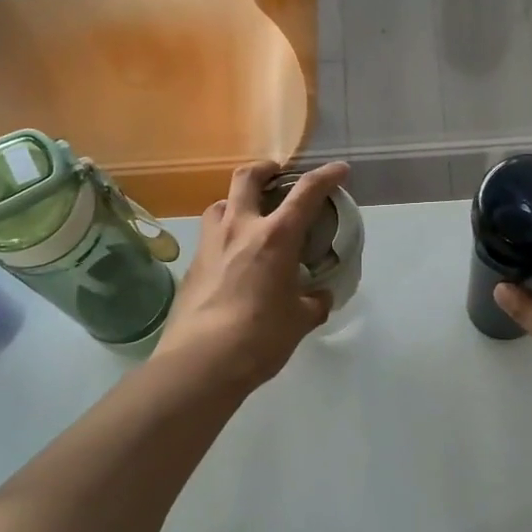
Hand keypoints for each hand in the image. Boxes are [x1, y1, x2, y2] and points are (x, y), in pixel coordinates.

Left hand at [156, 161, 350, 392]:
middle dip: (265, 169)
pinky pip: (209, 236)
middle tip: (276, 175)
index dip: (326, 176)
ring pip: (220, 203)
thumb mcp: (300, 320)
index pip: (306, 192)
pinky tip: (232, 259)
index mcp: (275, 237)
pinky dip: (224, 235)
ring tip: (249, 216)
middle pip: (247, 178)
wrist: (201, 362)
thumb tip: (318, 297)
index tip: (340, 170)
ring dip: (237, 201)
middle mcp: (239, 229)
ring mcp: (210, 244)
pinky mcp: (191, 265)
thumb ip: (313, 302)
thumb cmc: (260, 337)